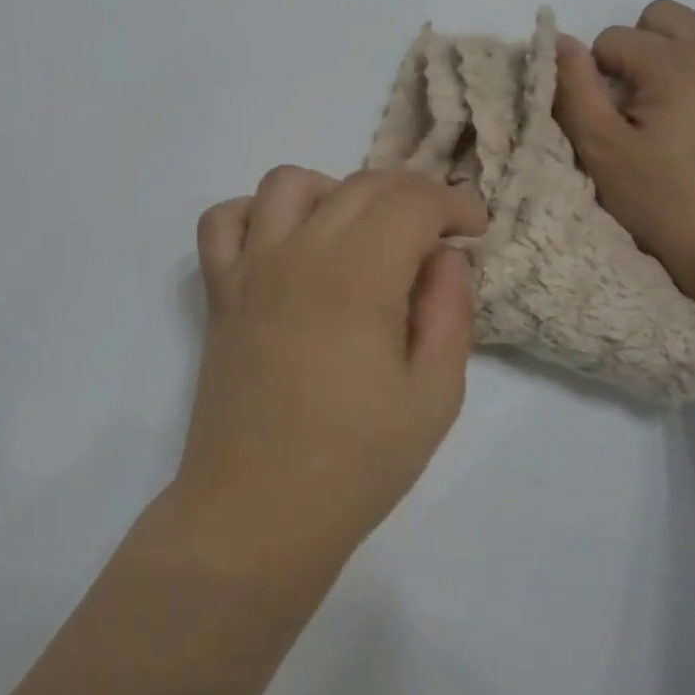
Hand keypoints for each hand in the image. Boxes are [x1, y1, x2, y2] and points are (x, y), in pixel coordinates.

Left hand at [172, 166, 487, 583]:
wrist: (257, 510)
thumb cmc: (355, 464)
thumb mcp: (434, 397)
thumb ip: (449, 312)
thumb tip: (444, 256)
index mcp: (358, 277)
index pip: (410, 200)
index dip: (452, 202)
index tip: (474, 228)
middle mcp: (299, 253)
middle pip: (359, 185)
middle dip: (409, 195)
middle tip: (433, 235)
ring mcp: (250, 268)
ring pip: (289, 183)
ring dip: (334, 192)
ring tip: (357, 234)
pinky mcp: (220, 290)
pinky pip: (222, 220)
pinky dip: (254, 213)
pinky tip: (282, 244)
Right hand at [552, 0, 694, 323]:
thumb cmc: (668, 206)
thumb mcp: (603, 153)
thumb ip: (574, 90)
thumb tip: (560, 41)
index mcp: (672, 62)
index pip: (611, 39)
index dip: (597, 76)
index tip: (609, 119)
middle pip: (661, 16)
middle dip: (639, 50)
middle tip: (639, 105)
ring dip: (681, 54)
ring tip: (680, 107)